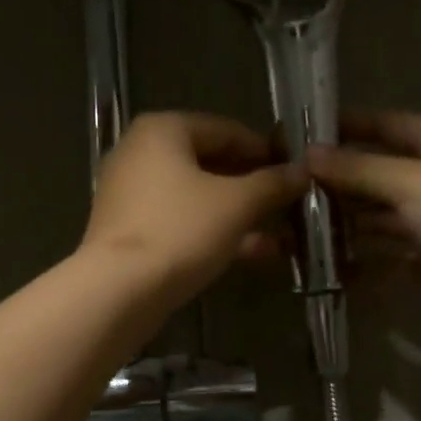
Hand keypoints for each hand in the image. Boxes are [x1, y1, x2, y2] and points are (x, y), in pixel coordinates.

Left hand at [82, 111, 306, 308]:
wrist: (119, 290)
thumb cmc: (180, 231)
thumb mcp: (237, 204)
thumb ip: (272, 184)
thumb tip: (302, 171)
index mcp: (163, 130)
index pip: (226, 130)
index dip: (265, 151)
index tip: (295, 172)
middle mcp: (141, 153)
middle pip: (210, 164)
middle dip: (254, 188)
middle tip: (290, 205)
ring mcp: (131, 194)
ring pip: (198, 198)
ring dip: (240, 215)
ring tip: (282, 236)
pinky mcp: (130, 231)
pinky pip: (181, 222)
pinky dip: (214, 233)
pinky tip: (252, 253)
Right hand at [307, 110, 420, 332]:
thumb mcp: (411, 182)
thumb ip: (359, 169)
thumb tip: (308, 154)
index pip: (385, 126)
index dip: (348, 127)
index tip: (303, 136)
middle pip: (378, 173)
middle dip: (338, 181)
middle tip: (288, 191)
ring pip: (379, 215)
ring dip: (345, 221)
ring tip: (297, 228)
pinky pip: (387, 252)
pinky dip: (361, 256)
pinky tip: (327, 261)